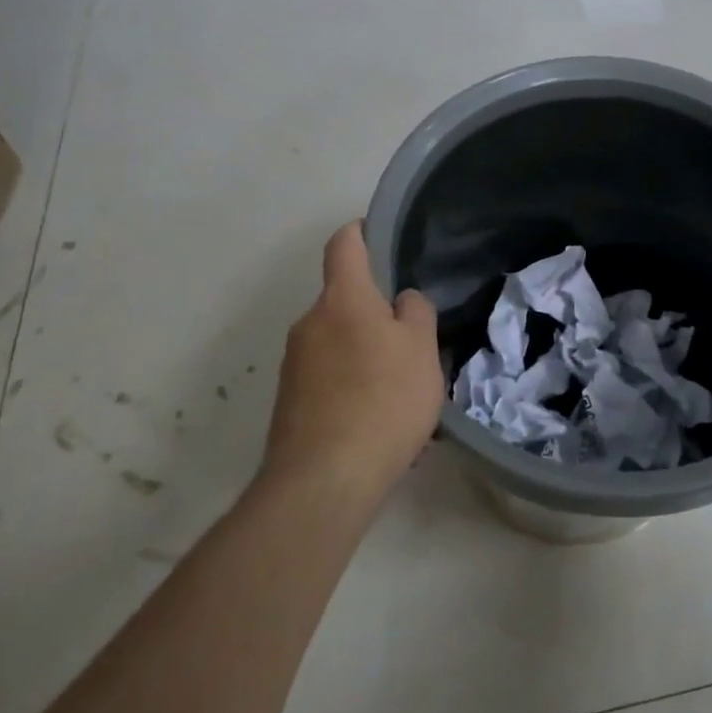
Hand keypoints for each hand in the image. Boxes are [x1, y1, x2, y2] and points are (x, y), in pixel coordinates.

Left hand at [262, 222, 443, 506]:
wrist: (323, 481)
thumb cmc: (383, 400)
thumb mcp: (422, 349)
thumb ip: (416, 312)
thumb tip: (401, 301)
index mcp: (342, 299)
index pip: (344, 244)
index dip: (362, 232)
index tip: (382, 237)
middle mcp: (309, 322)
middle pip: (345, 301)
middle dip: (375, 314)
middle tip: (412, 343)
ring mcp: (293, 364)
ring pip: (338, 344)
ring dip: (366, 356)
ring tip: (401, 394)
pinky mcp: (289, 402)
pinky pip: (328, 379)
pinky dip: (353, 388)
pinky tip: (377, 423)